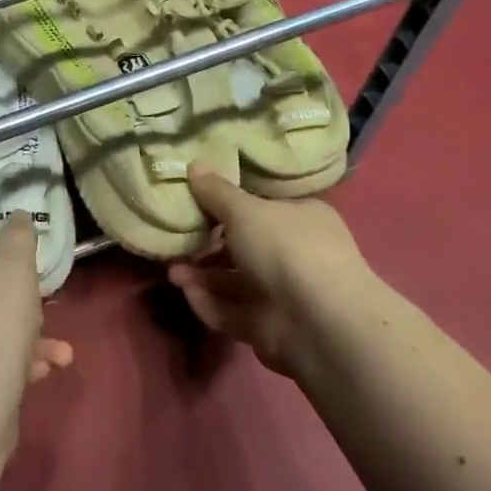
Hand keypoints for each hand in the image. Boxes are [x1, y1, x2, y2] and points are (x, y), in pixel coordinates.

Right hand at [166, 164, 368, 378]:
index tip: (194, 204)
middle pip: (242, 247)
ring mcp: (282, 294)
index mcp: (301, 219)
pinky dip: (209, 303)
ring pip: (233, 282)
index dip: (227, 206)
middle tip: (175, 241)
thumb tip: (194, 164)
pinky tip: (187, 294)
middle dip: (206, 246)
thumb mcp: (245, 210)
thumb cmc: (284, 249)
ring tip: (172, 272)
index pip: (261, 208)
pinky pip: (231, 311)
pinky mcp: (268, 327)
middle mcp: (295, 254)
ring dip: (201, 276)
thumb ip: (216, 192)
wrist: (317, 322)